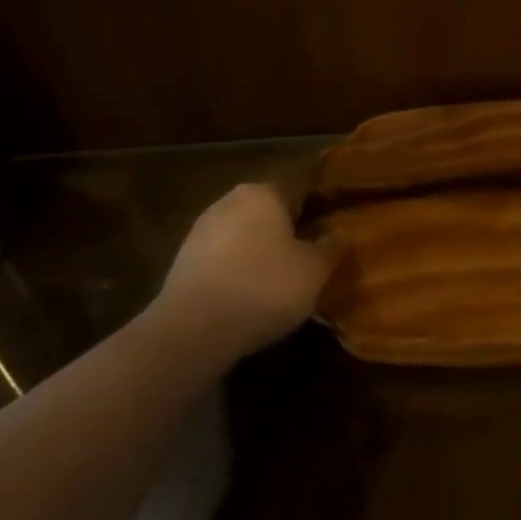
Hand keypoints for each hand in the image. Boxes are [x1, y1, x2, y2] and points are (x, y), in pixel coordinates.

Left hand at [155, 183, 335, 359]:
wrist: (193, 329)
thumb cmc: (264, 288)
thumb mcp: (314, 271)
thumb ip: (330, 247)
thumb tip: (338, 234)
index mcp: (264, 192)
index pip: (300, 190)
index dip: (317, 212)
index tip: (328, 235)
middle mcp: (230, 200)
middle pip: (269, 212)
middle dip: (287, 232)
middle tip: (306, 262)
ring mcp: (202, 229)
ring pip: (243, 235)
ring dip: (259, 252)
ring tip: (277, 285)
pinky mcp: (183, 259)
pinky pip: (222, 258)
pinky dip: (236, 271)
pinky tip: (246, 297)